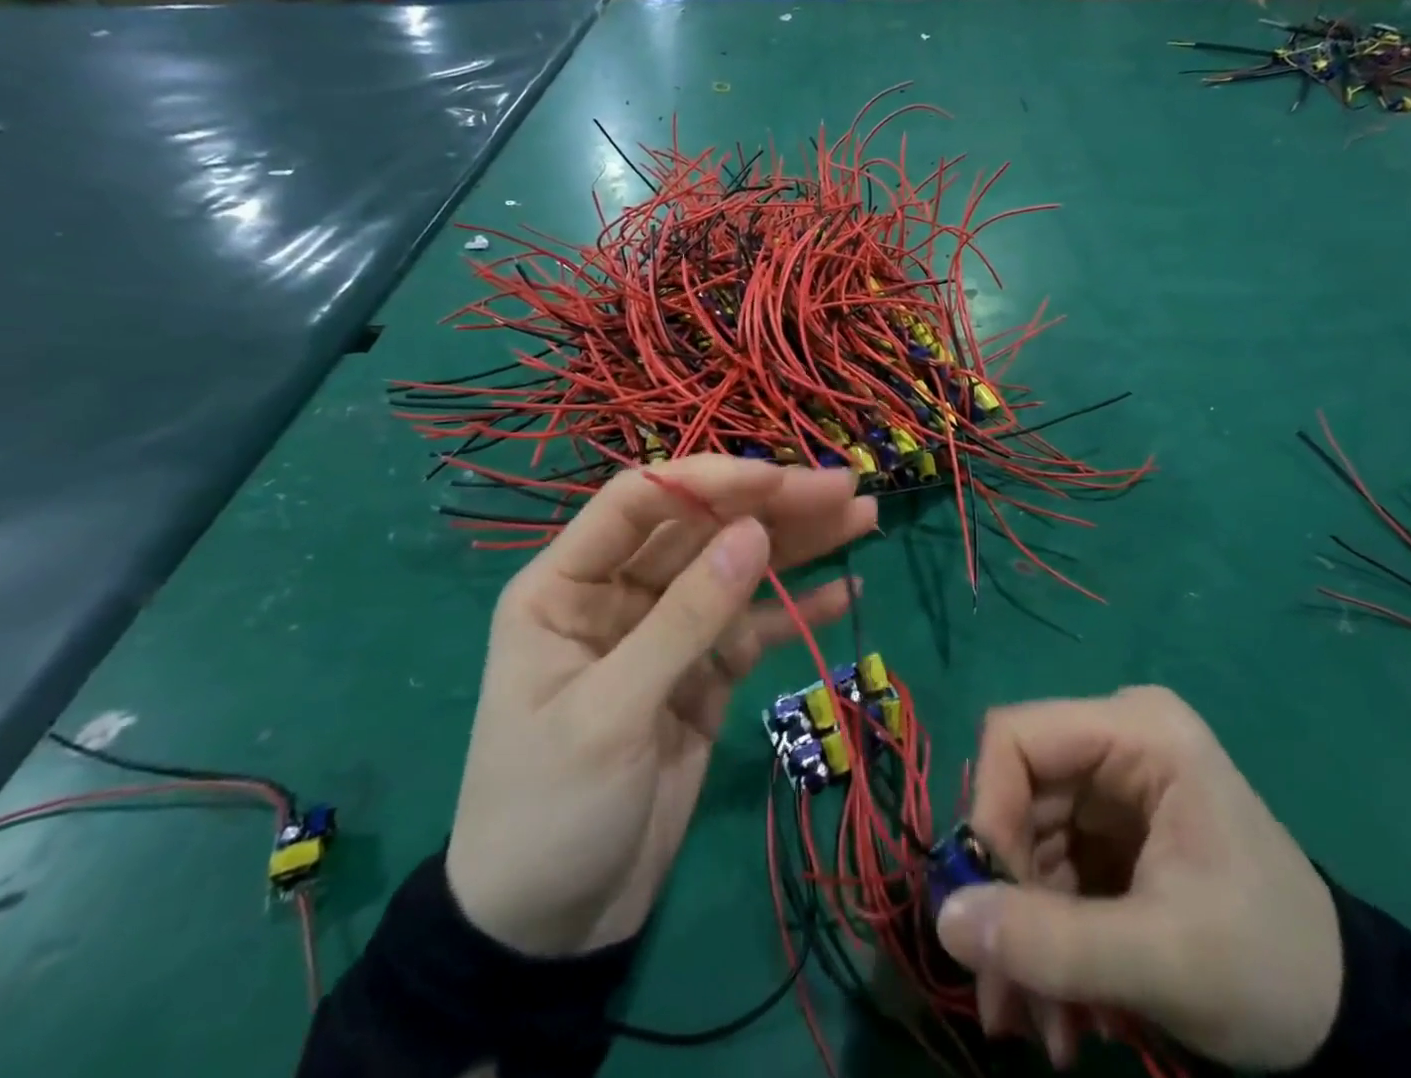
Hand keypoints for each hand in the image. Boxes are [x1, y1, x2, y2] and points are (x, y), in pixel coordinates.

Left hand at [444, 456, 874, 955]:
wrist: (552, 931)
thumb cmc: (549, 812)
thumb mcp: (610, 713)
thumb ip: (687, 618)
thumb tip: (755, 532)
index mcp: (566, 584)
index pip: (639, 502)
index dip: (709, 481)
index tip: (778, 479)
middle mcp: (619, 592)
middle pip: (702, 528)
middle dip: (772, 506)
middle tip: (845, 489)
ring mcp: (667, 630)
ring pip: (737, 569)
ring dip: (799, 544)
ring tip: (862, 518)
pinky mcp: (704, 672)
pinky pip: (754, 627)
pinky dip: (797, 609)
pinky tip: (845, 591)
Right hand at [935, 687, 1343, 1070]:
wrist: (1350, 1022)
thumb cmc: (1269, 967)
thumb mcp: (1162, 961)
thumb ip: (1050, 942)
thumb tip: (944, 920)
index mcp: (1138, 731)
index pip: (1017, 737)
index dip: (989, 811)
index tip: (990, 907)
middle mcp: (1117, 740)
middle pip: (1018, 795)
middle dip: (1007, 896)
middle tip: (1005, 996)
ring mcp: (1114, 784)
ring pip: (1027, 840)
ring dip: (1026, 933)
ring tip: (1044, 1030)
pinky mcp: (1112, 828)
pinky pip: (1052, 868)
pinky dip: (1050, 938)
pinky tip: (1069, 1011)